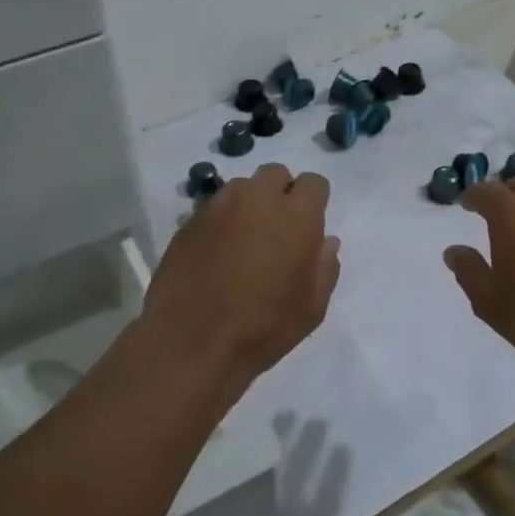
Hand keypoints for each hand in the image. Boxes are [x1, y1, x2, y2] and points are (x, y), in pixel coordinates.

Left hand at [141, 163, 340, 392]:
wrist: (191, 341)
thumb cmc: (263, 327)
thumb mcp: (312, 307)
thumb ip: (325, 266)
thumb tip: (325, 241)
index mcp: (296, 215)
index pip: (314, 182)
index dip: (314, 201)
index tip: (309, 225)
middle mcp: (257, 199)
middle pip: (275, 174)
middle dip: (281, 193)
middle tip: (278, 229)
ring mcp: (218, 206)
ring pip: (241, 187)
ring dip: (249, 204)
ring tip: (245, 240)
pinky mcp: (188, 221)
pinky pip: (214, 208)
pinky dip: (221, 221)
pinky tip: (217, 253)